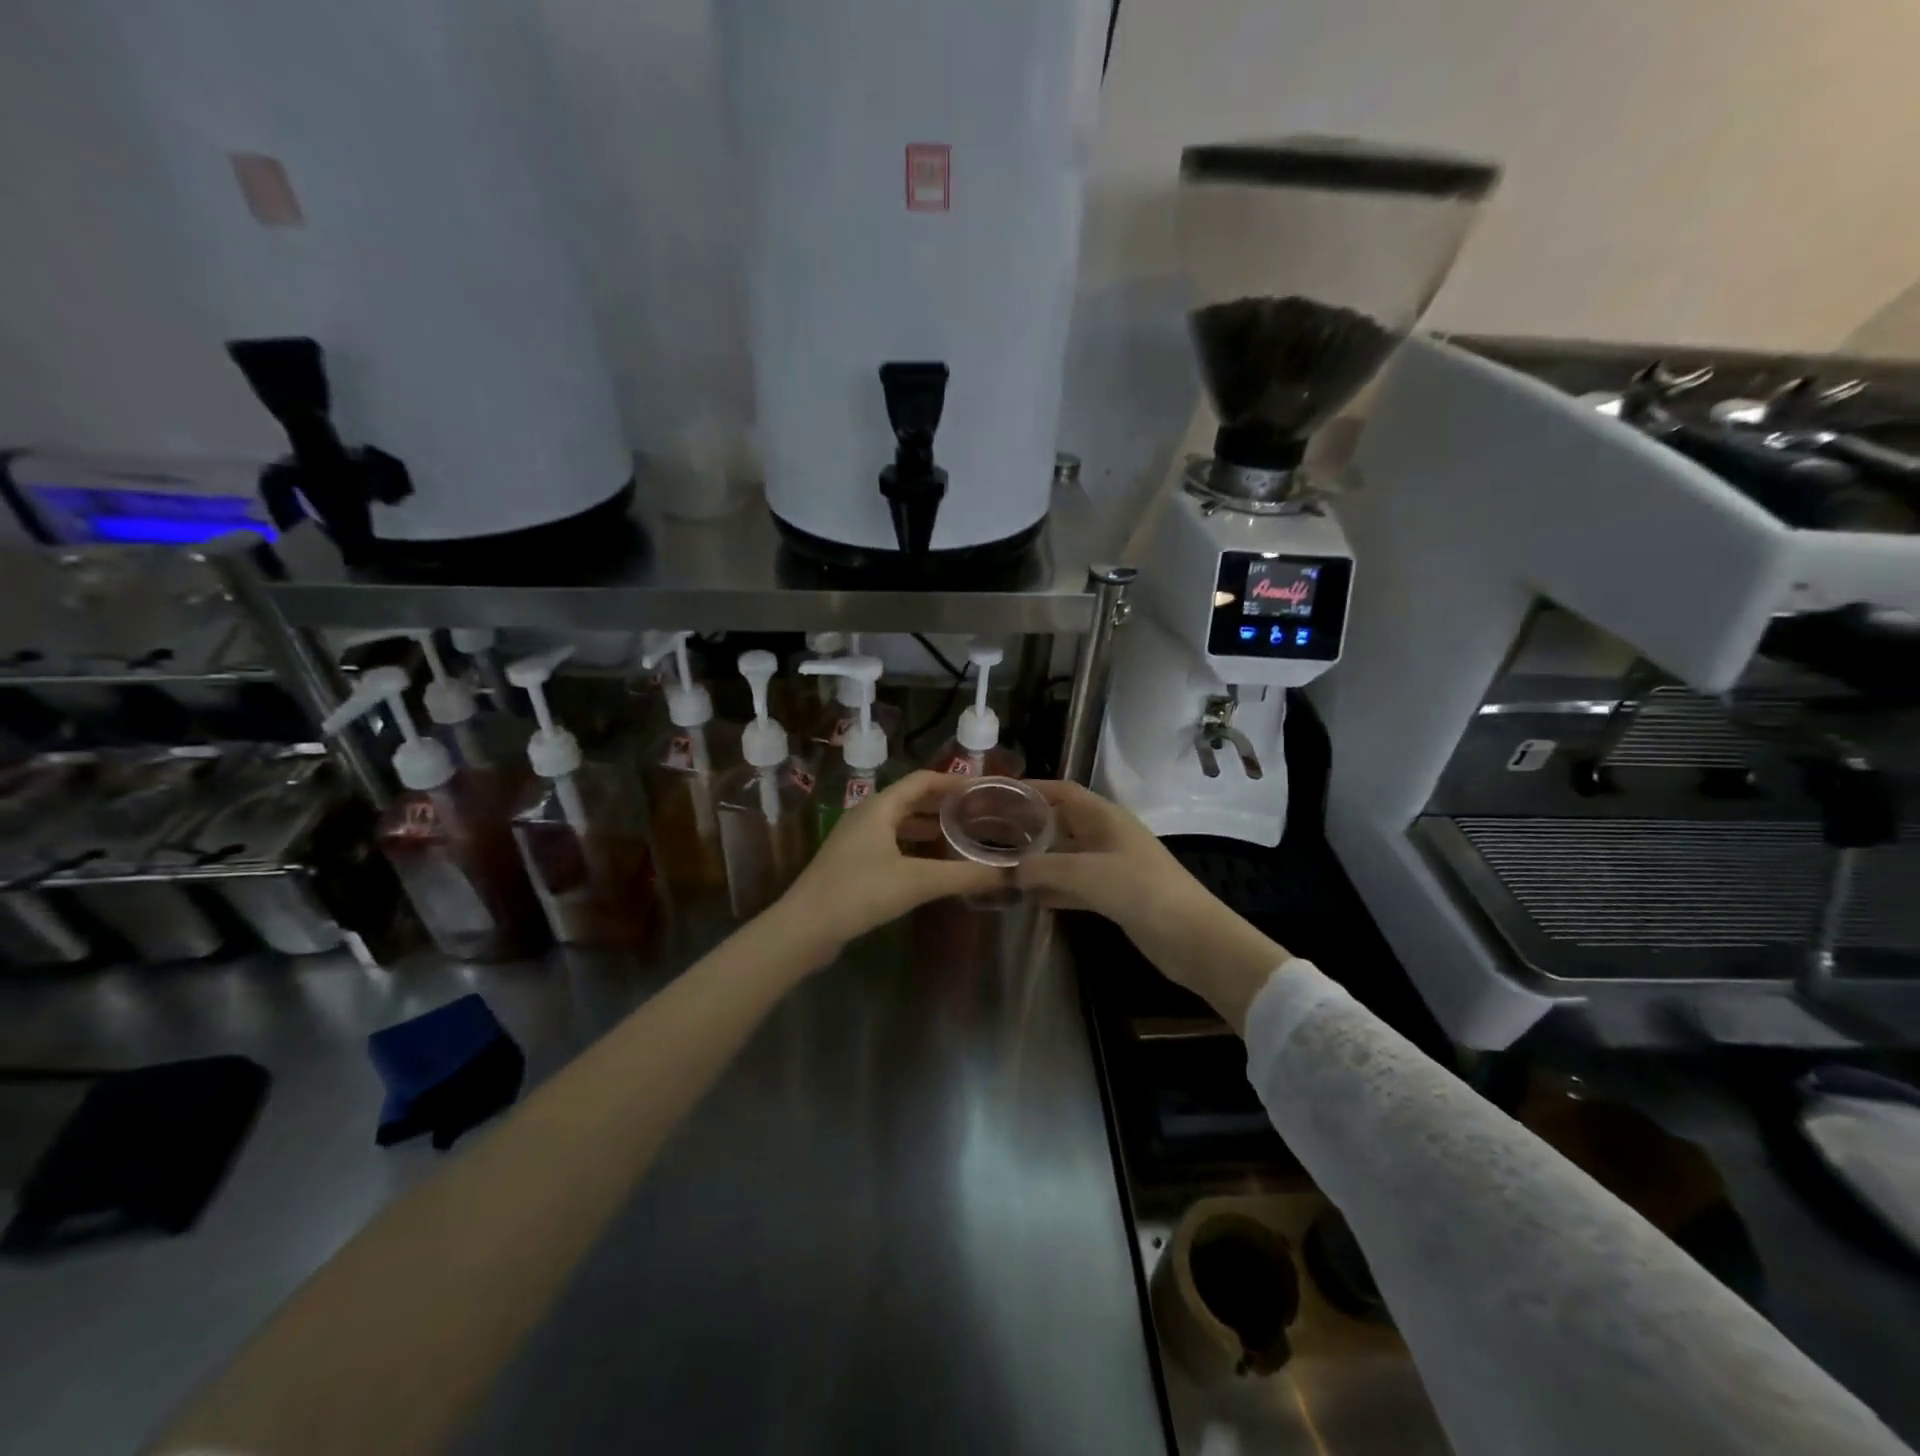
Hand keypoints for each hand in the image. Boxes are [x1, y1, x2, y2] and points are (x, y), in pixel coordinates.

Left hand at [767, 770, 1006, 959]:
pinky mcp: (852, 864)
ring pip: (900, 824)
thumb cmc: (859, 892)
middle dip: (944, 805)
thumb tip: (1010, 873)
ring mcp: (856, 840)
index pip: (923, 780)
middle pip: (912, 800)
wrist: (804, 928)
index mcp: (880, 806)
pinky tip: (931, 866)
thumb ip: (964, 875)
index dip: (954, 782)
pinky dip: (914, 848)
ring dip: (929, 828)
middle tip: (979, 814)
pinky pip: (891, 844)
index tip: (984, 790)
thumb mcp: (917, 882)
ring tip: (961, 838)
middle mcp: (867, 815)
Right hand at [1015, 781, 1289, 1033]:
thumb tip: (1013, 871)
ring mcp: (1112, 865)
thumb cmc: (1139, 890)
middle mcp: (1107, 835)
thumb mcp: (1084, 873)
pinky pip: (1076, 884)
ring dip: (1040, 861)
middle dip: (1030, 826)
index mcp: (1104, 817)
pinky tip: (1031, 899)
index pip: (1063, 791)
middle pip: (1062, 822)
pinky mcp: (1115, 895)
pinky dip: (1055, 888)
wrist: (1191, 936)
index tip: (998, 795)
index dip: (1033, 789)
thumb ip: (1042, 868)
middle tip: (992, 834)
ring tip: (1003, 866)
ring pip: (1066, 855)